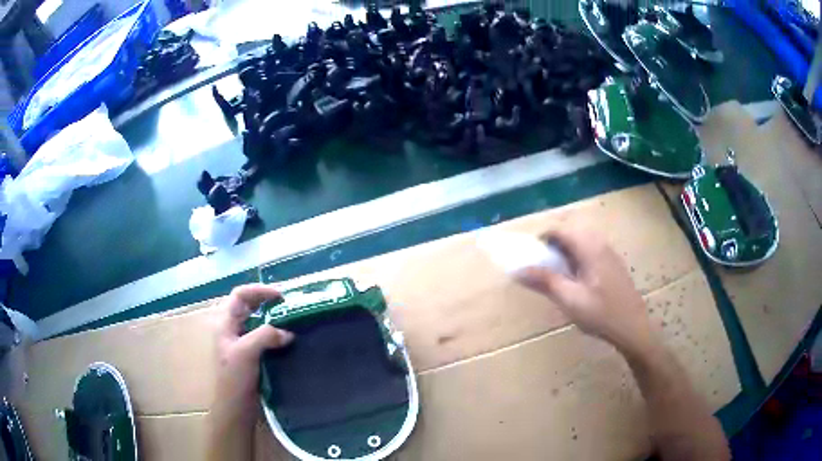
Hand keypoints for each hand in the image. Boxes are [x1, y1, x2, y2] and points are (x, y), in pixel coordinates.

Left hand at [213, 284, 293, 424]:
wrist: (235, 407)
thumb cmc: (234, 378)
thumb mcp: (246, 352)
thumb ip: (265, 336)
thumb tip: (288, 332)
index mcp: (226, 324)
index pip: (240, 295)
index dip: (259, 290)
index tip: (281, 296)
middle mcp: (233, 330)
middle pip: (249, 306)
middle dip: (267, 301)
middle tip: (289, 305)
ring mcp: (241, 343)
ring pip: (257, 322)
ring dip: (273, 318)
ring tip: (292, 320)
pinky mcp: (251, 356)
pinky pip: (264, 337)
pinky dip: (276, 334)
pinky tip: (288, 340)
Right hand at [517, 228, 654, 354]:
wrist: (633, 327)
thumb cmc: (601, 314)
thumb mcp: (570, 299)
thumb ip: (545, 281)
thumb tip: (518, 270)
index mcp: (589, 248)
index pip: (561, 229)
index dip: (542, 237)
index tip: (530, 254)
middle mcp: (600, 244)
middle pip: (571, 231)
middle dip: (552, 243)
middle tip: (541, 263)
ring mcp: (609, 253)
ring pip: (581, 240)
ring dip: (564, 249)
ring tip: (555, 271)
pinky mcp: (613, 264)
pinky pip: (590, 250)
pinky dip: (576, 256)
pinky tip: (575, 278)